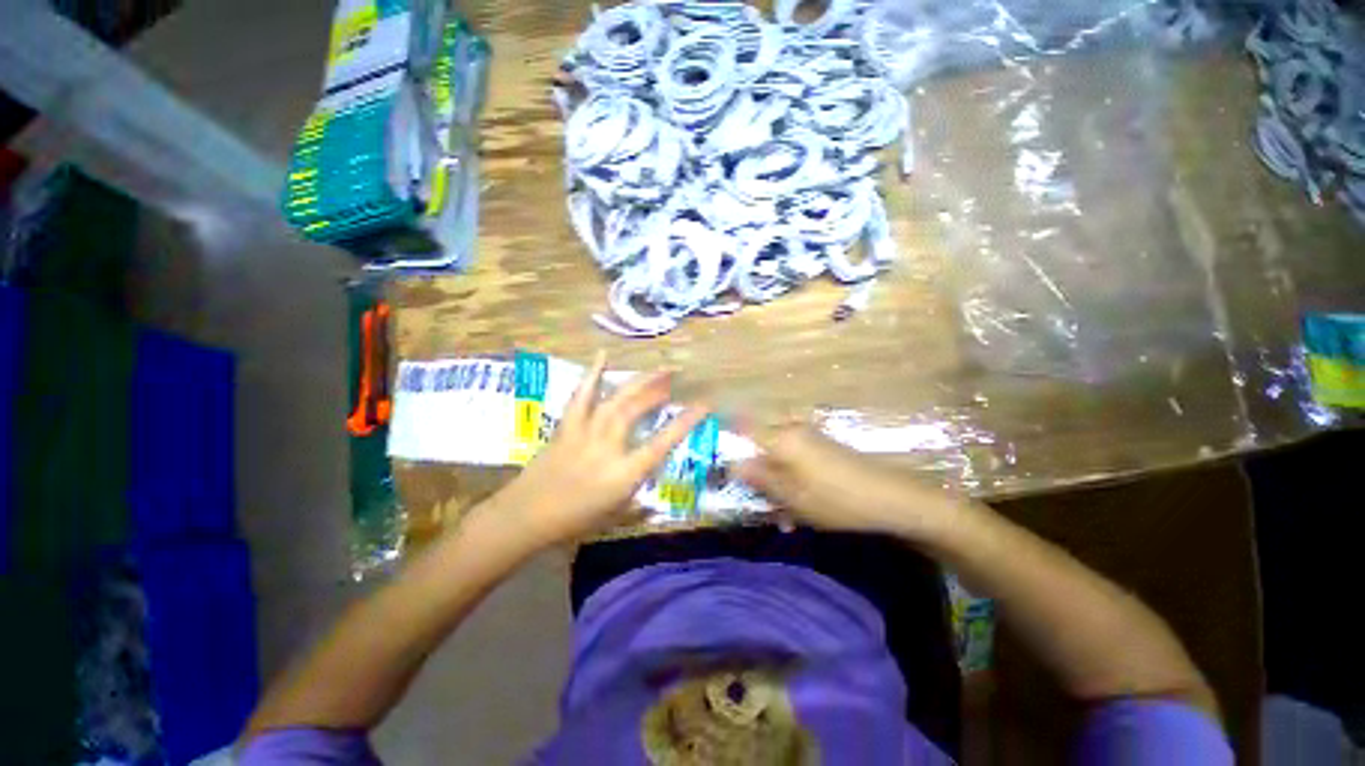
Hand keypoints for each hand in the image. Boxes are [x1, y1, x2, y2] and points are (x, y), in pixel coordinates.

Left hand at [483, 352, 709, 551]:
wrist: (525, 516)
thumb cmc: (573, 521)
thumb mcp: (615, 516)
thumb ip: (638, 502)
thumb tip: (654, 494)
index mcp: (624, 473)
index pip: (662, 443)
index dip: (685, 422)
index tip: (703, 405)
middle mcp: (608, 446)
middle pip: (636, 411)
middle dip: (658, 391)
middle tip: (674, 376)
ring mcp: (586, 432)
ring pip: (616, 400)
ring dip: (638, 382)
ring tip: (656, 369)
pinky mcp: (568, 425)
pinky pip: (582, 396)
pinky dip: (592, 374)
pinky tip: (602, 355)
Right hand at [736, 421, 960, 537]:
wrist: (893, 499)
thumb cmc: (836, 499)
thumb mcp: (793, 496)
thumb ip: (760, 478)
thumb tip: (732, 465)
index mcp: (781, 438)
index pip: (742, 426)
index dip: (725, 435)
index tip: (714, 455)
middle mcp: (792, 431)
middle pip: (758, 447)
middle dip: (753, 474)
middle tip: (754, 502)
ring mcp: (809, 439)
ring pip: (777, 459)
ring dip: (774, 485)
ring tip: (784, 518)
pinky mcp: (822, 450)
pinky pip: (795, 463)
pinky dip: (791, 483)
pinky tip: (800, 511)